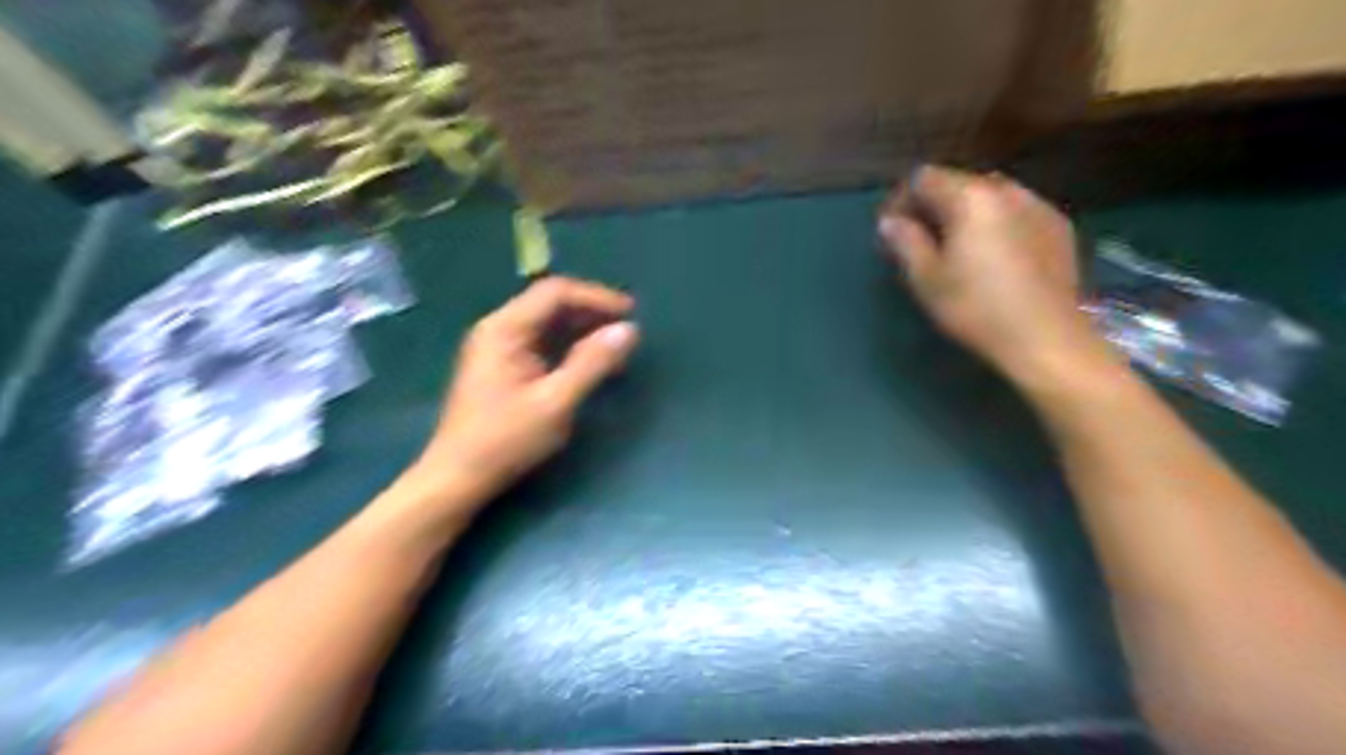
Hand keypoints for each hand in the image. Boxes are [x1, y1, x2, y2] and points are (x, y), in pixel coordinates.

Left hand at [414, 273, 637, 499]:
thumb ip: (592, 363)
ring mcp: (497, 348)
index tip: (631, 313)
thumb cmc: (505, 440)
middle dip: (591, 311)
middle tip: (627, 328)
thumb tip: (628, 331)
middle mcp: (498, 329)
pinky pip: (540, 343)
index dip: (596, 297)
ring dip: (582, 329)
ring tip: (615, 344)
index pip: (556, 292)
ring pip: (547, 323)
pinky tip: (589, 361)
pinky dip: (568, 346)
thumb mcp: (556, 402)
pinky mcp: (502, 367)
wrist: (457, 478)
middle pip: (550, 303)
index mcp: (506, 329)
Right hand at [881, 165, 1109, 389]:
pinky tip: (993, 256)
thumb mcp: (927, 279)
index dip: (900, 200)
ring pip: (989, 195)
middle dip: (932, 205)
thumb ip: (905, 242)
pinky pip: (1016, 211)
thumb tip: (890, 221)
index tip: (891, 231)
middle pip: (958, 182)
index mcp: (970, 197)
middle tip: (919, 240)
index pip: (923, 178)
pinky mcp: (1058, 226)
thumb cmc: (976, 308)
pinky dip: (996, 223)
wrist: (1046, 337)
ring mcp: (1038, 205)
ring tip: (956, 247)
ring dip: (965, 213)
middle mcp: (1006, 189)